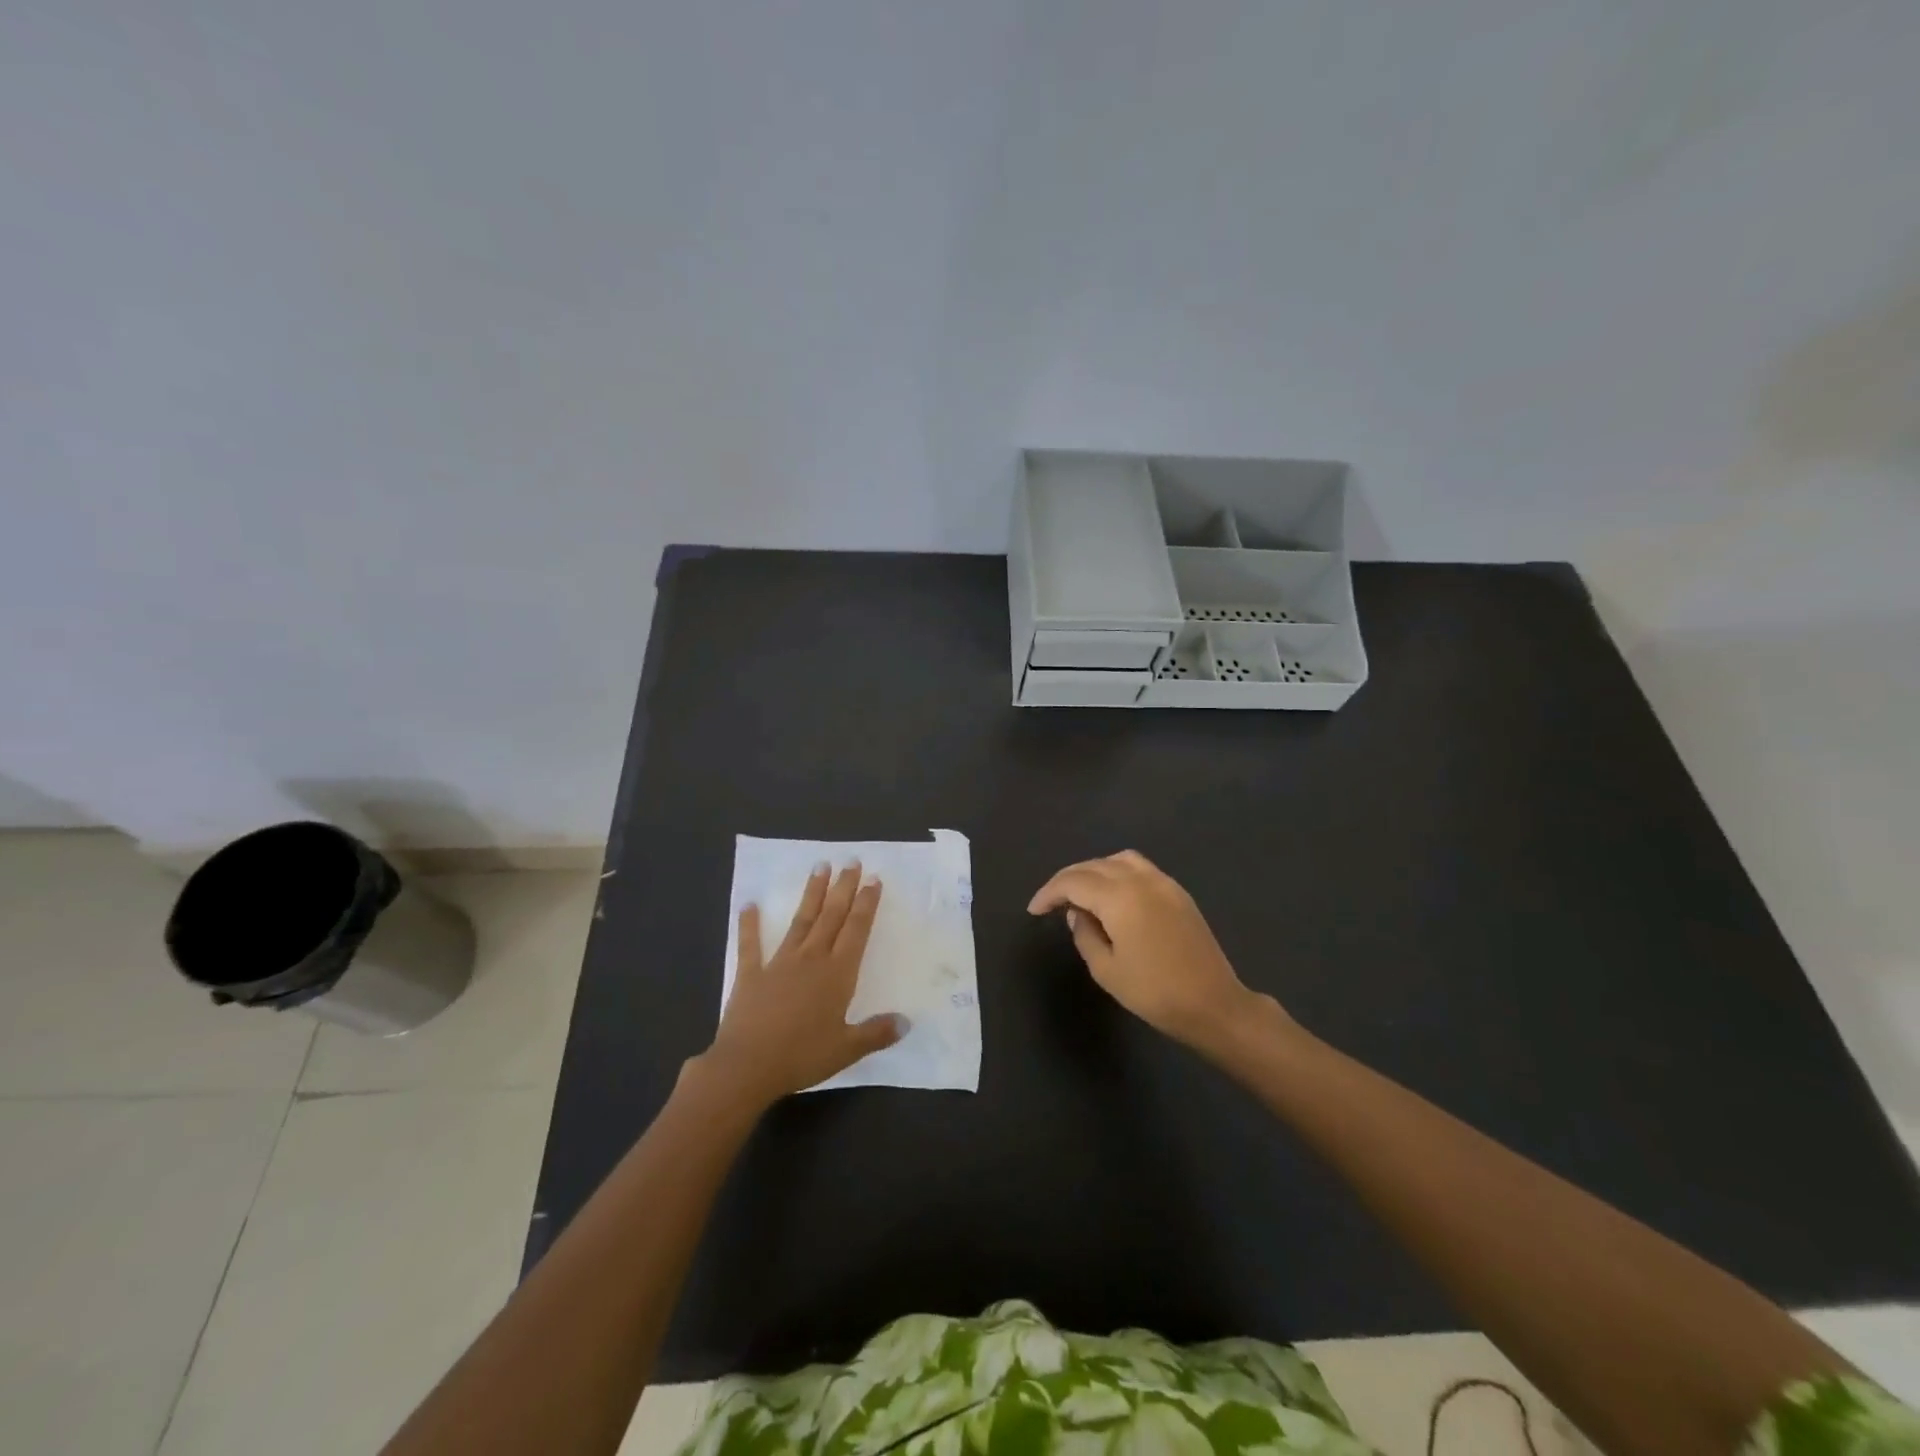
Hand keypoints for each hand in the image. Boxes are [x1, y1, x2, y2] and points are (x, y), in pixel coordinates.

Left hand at [696, 861, 905, 1109]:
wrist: (748, 1066)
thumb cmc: (802, 1056)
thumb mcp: (847, 1049)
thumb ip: (877, 1033)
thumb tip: (906, 1022)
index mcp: (837, 974)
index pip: (856, 930)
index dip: (866, 904)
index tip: (873, 879)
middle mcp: (811, 959)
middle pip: (831, 916)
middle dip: (843, 888)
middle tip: (851, 861)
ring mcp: (779, 963)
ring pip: (801, 920)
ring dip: (812, 893)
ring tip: (819, 867)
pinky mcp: (751, 974)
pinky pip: (750, 944)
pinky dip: (749, 924)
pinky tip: (749, 904)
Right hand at [1028, 850, 1266, 1049]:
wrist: (1213, 1004)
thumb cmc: (1155, 993)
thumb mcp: (1106, 970)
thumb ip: (1084, 934)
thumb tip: (1077, 913)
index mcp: (1120, 897)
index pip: (1073, 882)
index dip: (1049, 893)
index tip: (1035, 911)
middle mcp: (1140, 880)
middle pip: (1094, 865)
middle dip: (1068, 880)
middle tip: (1051, 902)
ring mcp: (1163, 882)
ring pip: (1117, 860)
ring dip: (1093, 871)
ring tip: (1080, 894)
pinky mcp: (1177, 892)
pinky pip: (1139, 868)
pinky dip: (1117, 872)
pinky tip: (1111, 895)